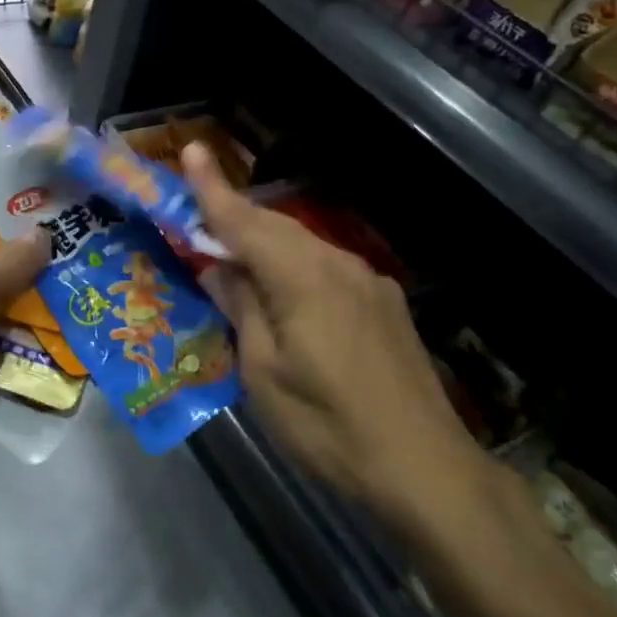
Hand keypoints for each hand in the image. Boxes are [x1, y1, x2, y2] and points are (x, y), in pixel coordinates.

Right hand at [183, 144, 479, 526]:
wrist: (426, 467)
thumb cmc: (329, 426)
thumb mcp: (265, 374)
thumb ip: (242, 309)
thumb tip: (219, 268)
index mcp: (303, 278)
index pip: (245, 222)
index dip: (213, 188)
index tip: (191, 149)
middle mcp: (339, 265)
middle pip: (276, 229)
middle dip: (235, 217)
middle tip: (197, 216)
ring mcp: (368, 283)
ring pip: (304, 247)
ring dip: (265, 244)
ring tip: (234, 258)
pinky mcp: (384, 305)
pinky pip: (327, 270)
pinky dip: (295, 268)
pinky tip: (286, 295)